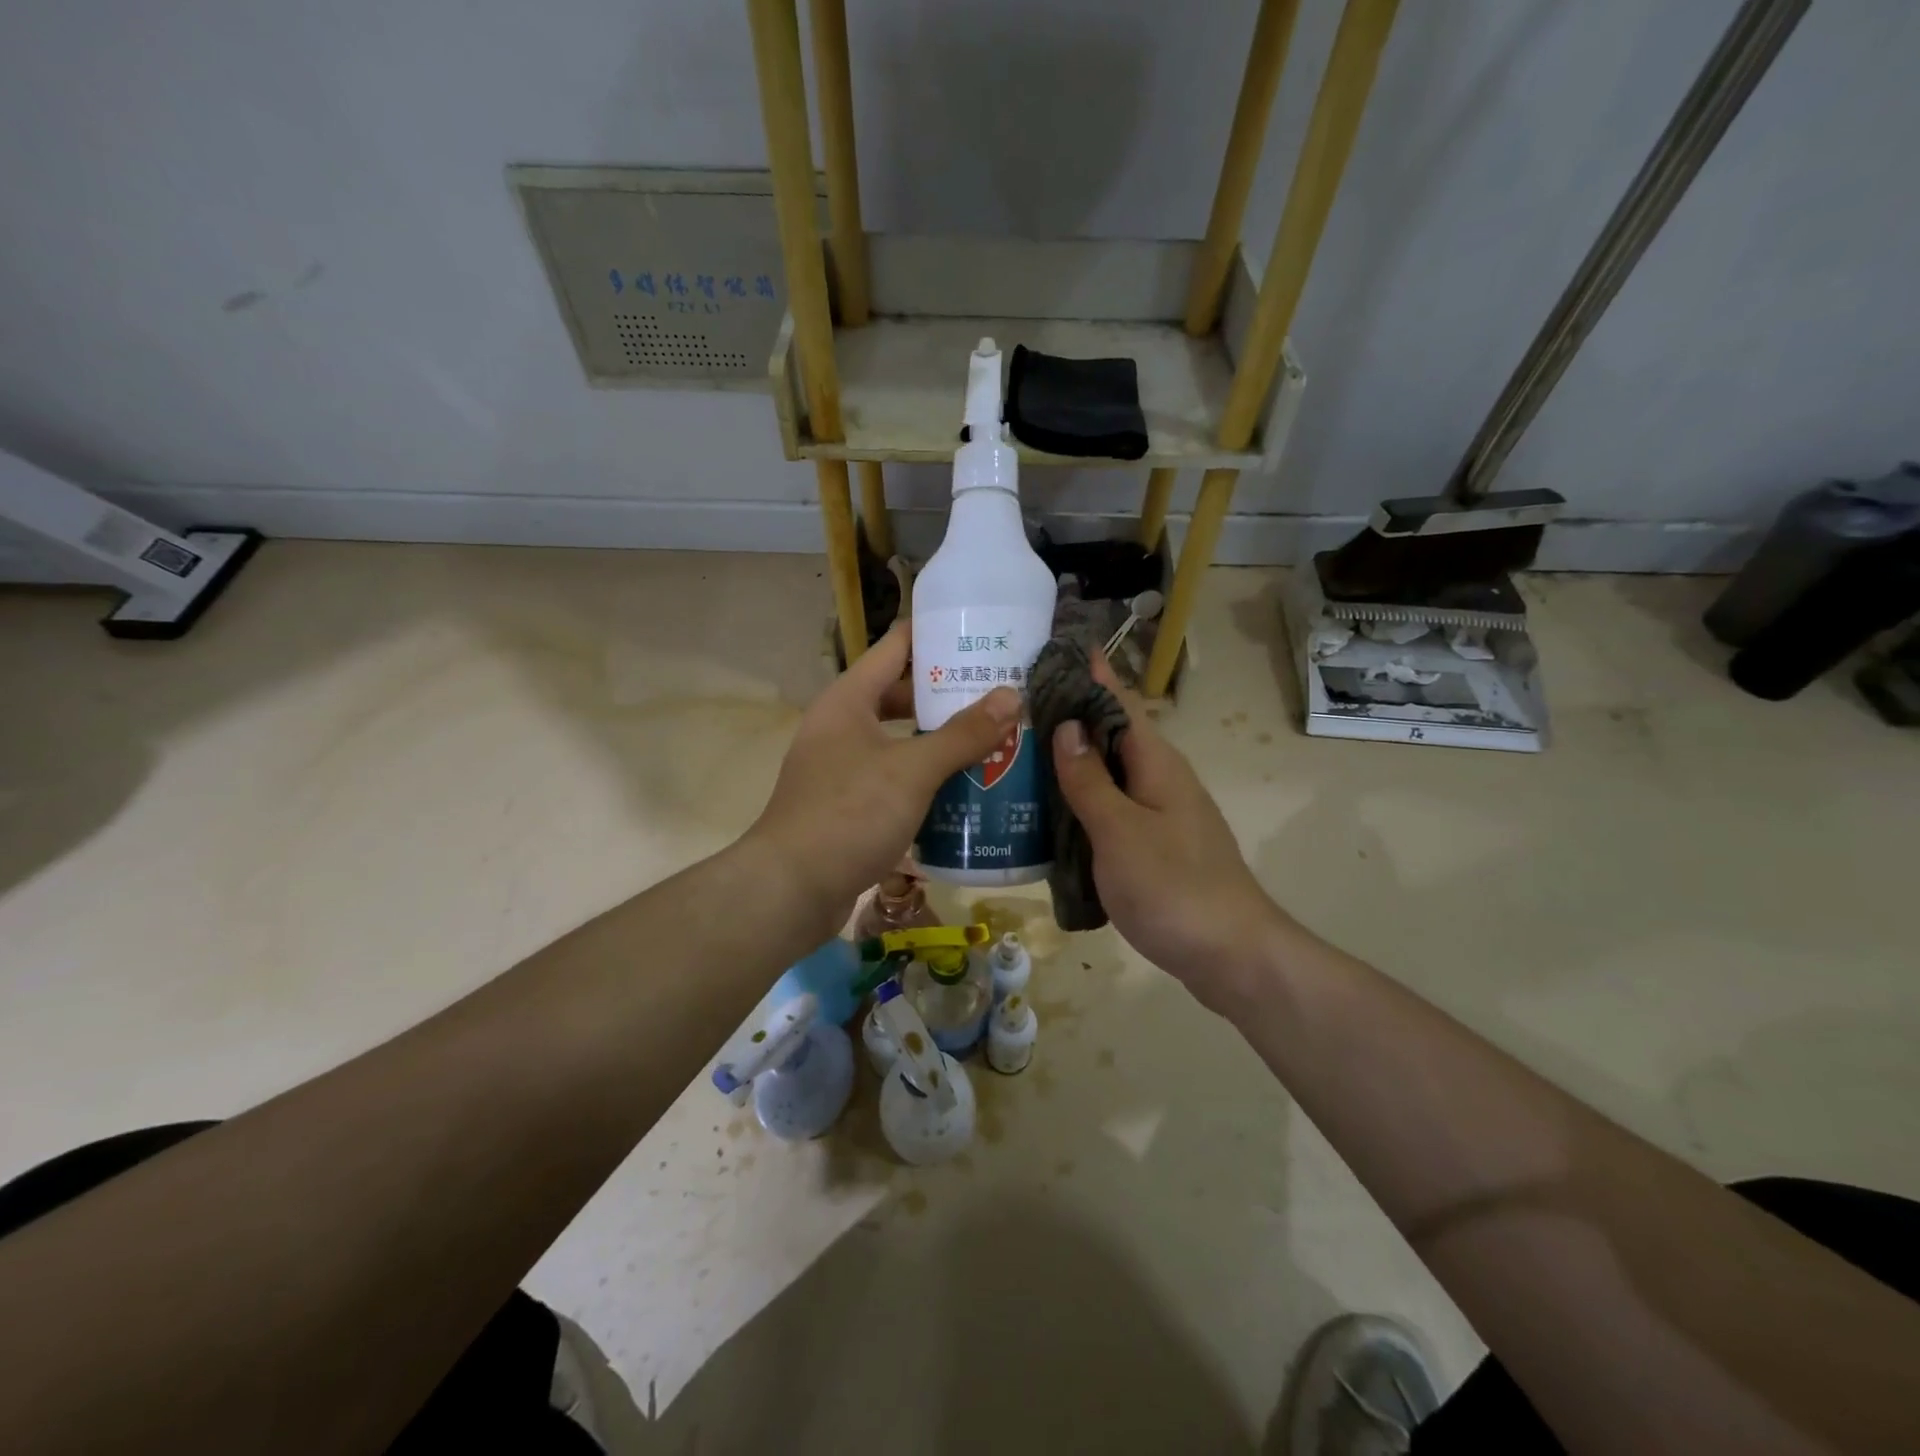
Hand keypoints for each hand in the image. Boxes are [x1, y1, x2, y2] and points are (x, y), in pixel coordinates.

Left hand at [747, 620, 1018, 929]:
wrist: (790, 890)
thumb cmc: (849, 814)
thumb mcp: (912, 770)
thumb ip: (962, 734)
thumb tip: (1011, 696)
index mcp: (849, 699)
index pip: (896, 646)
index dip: (937, 634)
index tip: (983, 634)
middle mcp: (841, 725)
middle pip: (901, 695)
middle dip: (948, 695)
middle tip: (1001, 694)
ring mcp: (841, 766)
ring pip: (900, 740)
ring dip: (940, 741)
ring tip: (993, 739)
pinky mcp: (847, 804)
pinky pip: (894, 778)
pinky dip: (925, 778)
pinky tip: (963, 790)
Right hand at [1051, 655, 1290, 1016]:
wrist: (1230, 955)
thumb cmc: (1172, 886)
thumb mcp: (1119, 829)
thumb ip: (1090, 779)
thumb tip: (1068, 725)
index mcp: (1156, 763)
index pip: (1119, 703)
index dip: (1091, 674)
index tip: (1054, 648)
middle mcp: (1161, 780)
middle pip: (1111, 737)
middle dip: (1070, 718)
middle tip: (1015, 707)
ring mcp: (1159, 816)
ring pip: (1109, 776)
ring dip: (1071, 763)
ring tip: (1020, 755)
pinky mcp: (1154, 848)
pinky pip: (1111, 810)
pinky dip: (1081, 803)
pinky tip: (1048, 814)